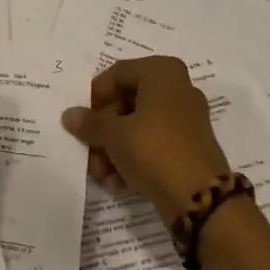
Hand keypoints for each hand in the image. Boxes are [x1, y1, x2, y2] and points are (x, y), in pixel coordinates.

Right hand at [61, 56, 231, 225]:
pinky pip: (153, 143)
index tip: (82, 121)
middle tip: (89, 152)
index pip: (117, 74)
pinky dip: (134, 159)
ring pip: (138, 126)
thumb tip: (69, 115)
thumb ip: (89, 123)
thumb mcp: (114, 135)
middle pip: (126, 102)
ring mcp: (185, 118)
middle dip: (103, 131)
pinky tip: (118, 183)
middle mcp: (177, 88)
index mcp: (162, 72)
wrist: (200, 197)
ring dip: (114, 150)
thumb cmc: (153, 149)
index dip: (95, 97)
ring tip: (102, 175)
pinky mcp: (188, 145)